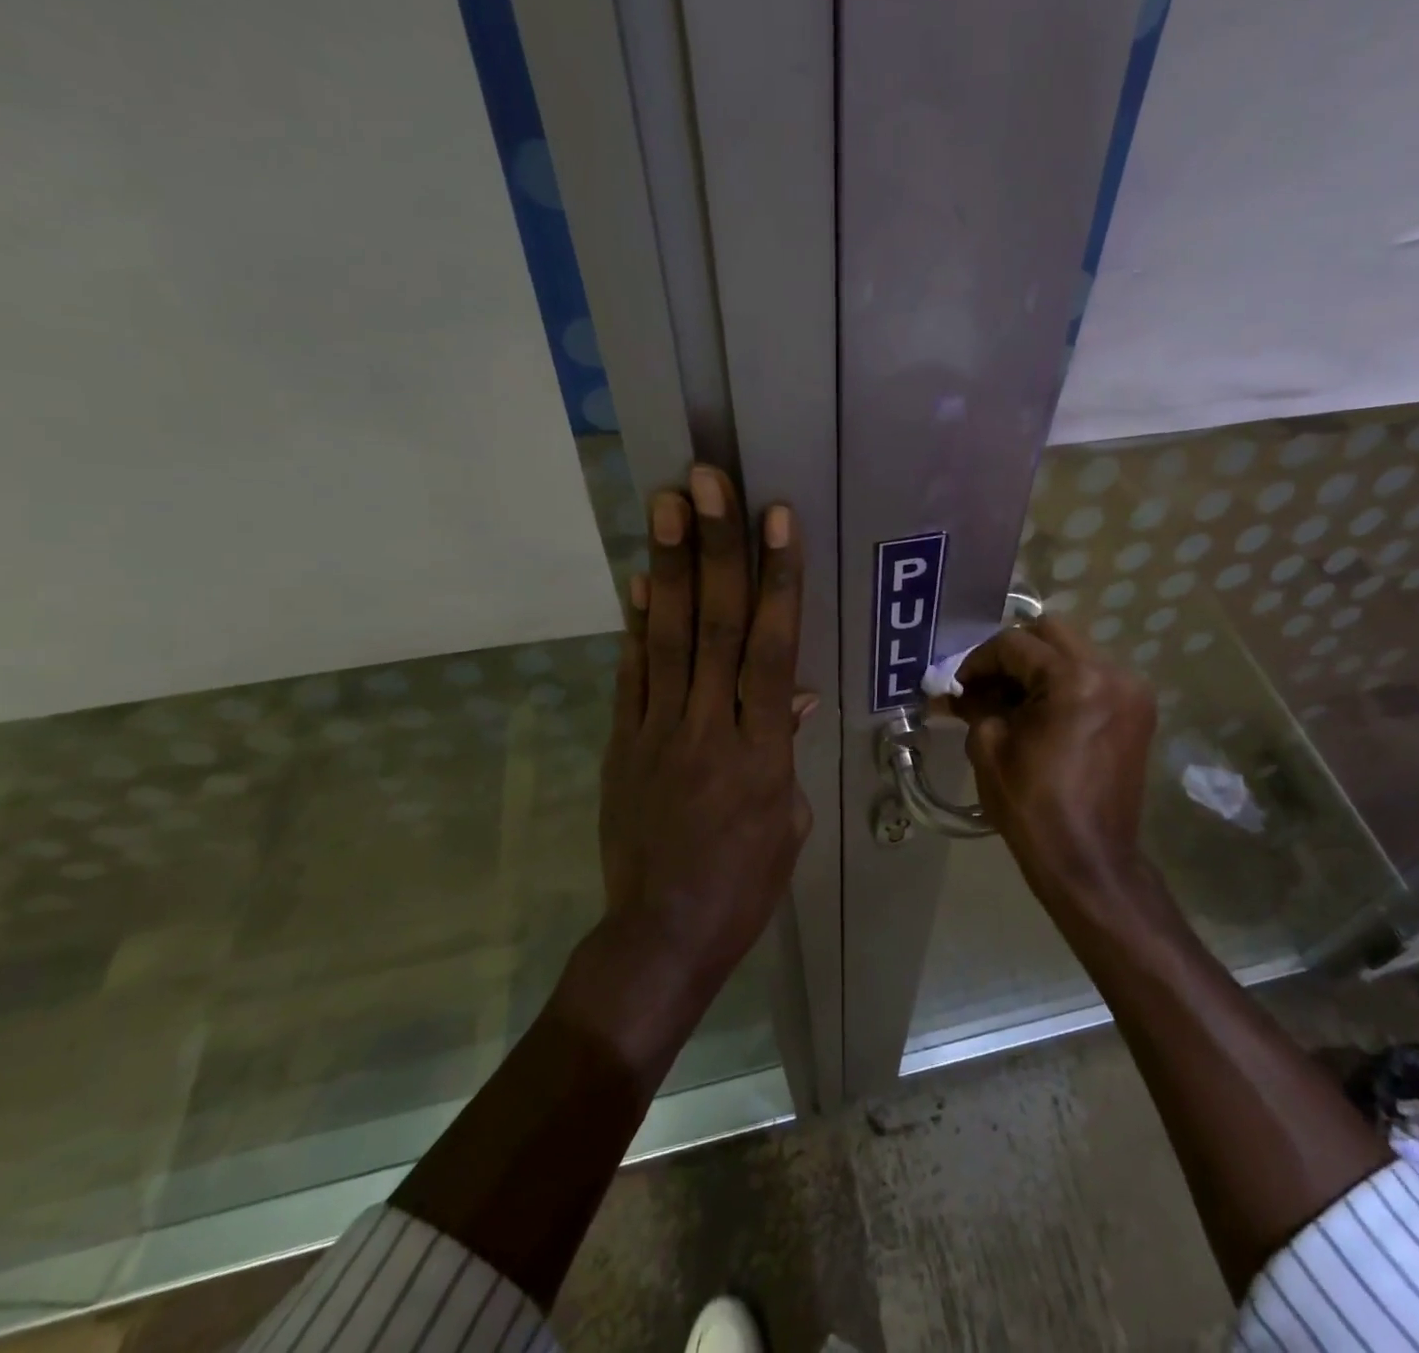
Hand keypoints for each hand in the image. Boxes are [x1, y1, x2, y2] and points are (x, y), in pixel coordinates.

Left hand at [598, 466, 811, 984]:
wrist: (663, 937)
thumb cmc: (744, 886)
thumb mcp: (789, 822)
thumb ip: (786, 751)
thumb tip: (796, 697)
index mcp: (761, 751)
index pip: (773, 649)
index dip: (777, 580)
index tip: (776, 519)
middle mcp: (709, 728)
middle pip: (717, 627)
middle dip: (715, 549)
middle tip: (707, 482)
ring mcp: (658, 732)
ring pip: (669, 638)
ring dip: (670, 567)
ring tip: (666, 504)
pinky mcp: (623, 744)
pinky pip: (631, 676)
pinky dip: (635, 625)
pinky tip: (638, 579)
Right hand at [949, 617, 1159, 919]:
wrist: (1089, 860)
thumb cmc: (1033, 806)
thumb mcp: (989, 748)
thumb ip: (974, 704)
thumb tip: (953, 690)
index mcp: (1075, 679)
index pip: (1015, 644)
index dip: (978, 660)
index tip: (957, 685)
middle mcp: (1112, 672)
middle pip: (1050, 634)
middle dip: (1011, 654)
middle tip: (984, 684)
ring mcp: (1131, 690)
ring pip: (1074, 652)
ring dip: (1038, 667)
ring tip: (1009, 700)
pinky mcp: (1137, 711)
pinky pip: (1092, 676)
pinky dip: (1063, 683)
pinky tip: (1040, 711)